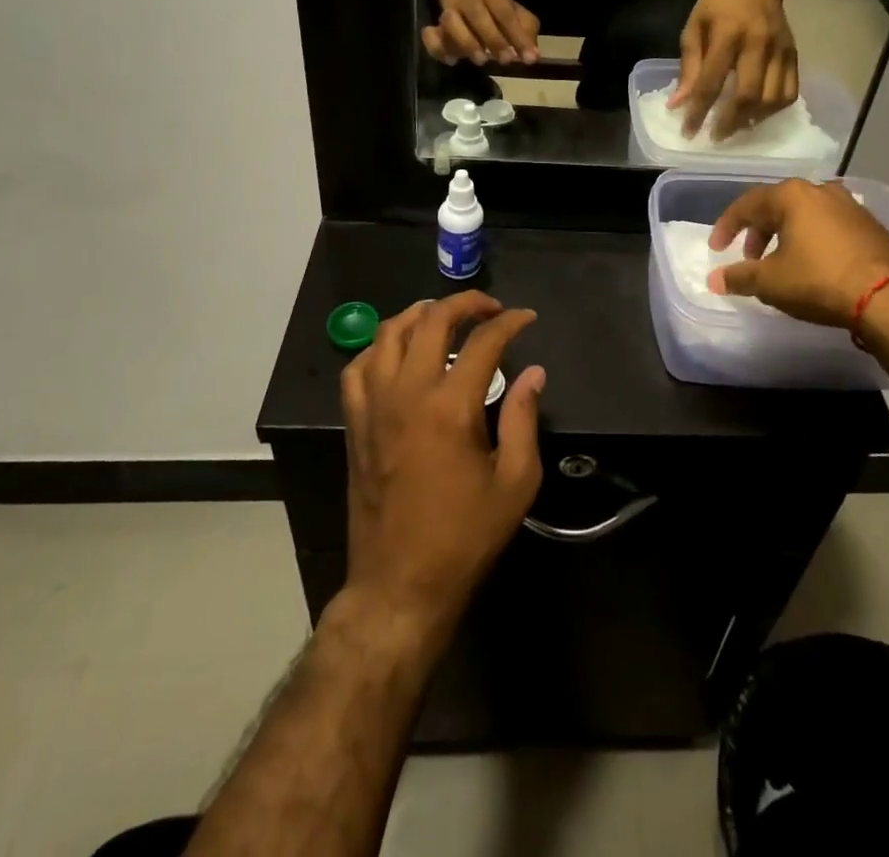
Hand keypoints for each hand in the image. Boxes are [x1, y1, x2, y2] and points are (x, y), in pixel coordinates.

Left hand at [340, 293, 544, 652]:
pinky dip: (379, 347)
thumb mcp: (515, 482)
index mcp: (450, 407)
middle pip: (431, 321)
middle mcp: (407, 394)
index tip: (527, 318)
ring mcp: (374, 407)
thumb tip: (533, 373)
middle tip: (489, 307)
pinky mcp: (355, 424)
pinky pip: (358, 368)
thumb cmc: (464, 536)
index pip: (484, 342)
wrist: (400, 584)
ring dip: (419, 314)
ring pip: (388, 334)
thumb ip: (524, 418)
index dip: (510, 323)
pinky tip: (397, 352)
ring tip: (443, 316)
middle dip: (464, 303)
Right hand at [422, 0, 540, 67]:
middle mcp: (469, 0)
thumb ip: (526, 29)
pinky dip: (438, 48)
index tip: (529, 58)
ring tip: (481, 60)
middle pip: (478, 15)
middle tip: (507, 60)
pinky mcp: (434, 25)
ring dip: (466, 42)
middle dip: (494, 39)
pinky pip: (430, 36)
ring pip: (451, 22)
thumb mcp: (514, 10)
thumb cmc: (493, 4)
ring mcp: (449, 11)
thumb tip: (533, 54)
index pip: (506, 14)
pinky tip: (452, 61)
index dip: (518, 36)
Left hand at [670, 0, 797, 138]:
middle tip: (715, 136)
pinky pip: (791, 91)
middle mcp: (758, 42)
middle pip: (748, 95)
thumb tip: (678, 105)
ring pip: (773, 98)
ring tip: (736, 127)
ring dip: (753, 119)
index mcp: (728, 33)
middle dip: (730, 122)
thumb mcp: (694, 28)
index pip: (712, 81)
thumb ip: (689, 67)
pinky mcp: (795, 53)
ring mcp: (781, 48)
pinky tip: (758, 114)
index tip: (688, 131)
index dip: (699, 111)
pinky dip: (774, 109)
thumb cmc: (717, 4)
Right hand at [708, 179, 888, 326]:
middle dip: (758, 232)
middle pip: (777, 206)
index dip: (727, 227)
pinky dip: (812, 240)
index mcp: (791, 195)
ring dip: (786, 236)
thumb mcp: (771, 282)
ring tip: (780, 263)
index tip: (716, 249)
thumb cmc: (820, 280)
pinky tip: (812, 264)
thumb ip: (739, 277)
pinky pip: (828, 226)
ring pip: (805, 215)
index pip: (747, 204)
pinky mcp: (870, 225)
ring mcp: (850, 205)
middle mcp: (820, 190)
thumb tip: (713, 279)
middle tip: (749, 259)